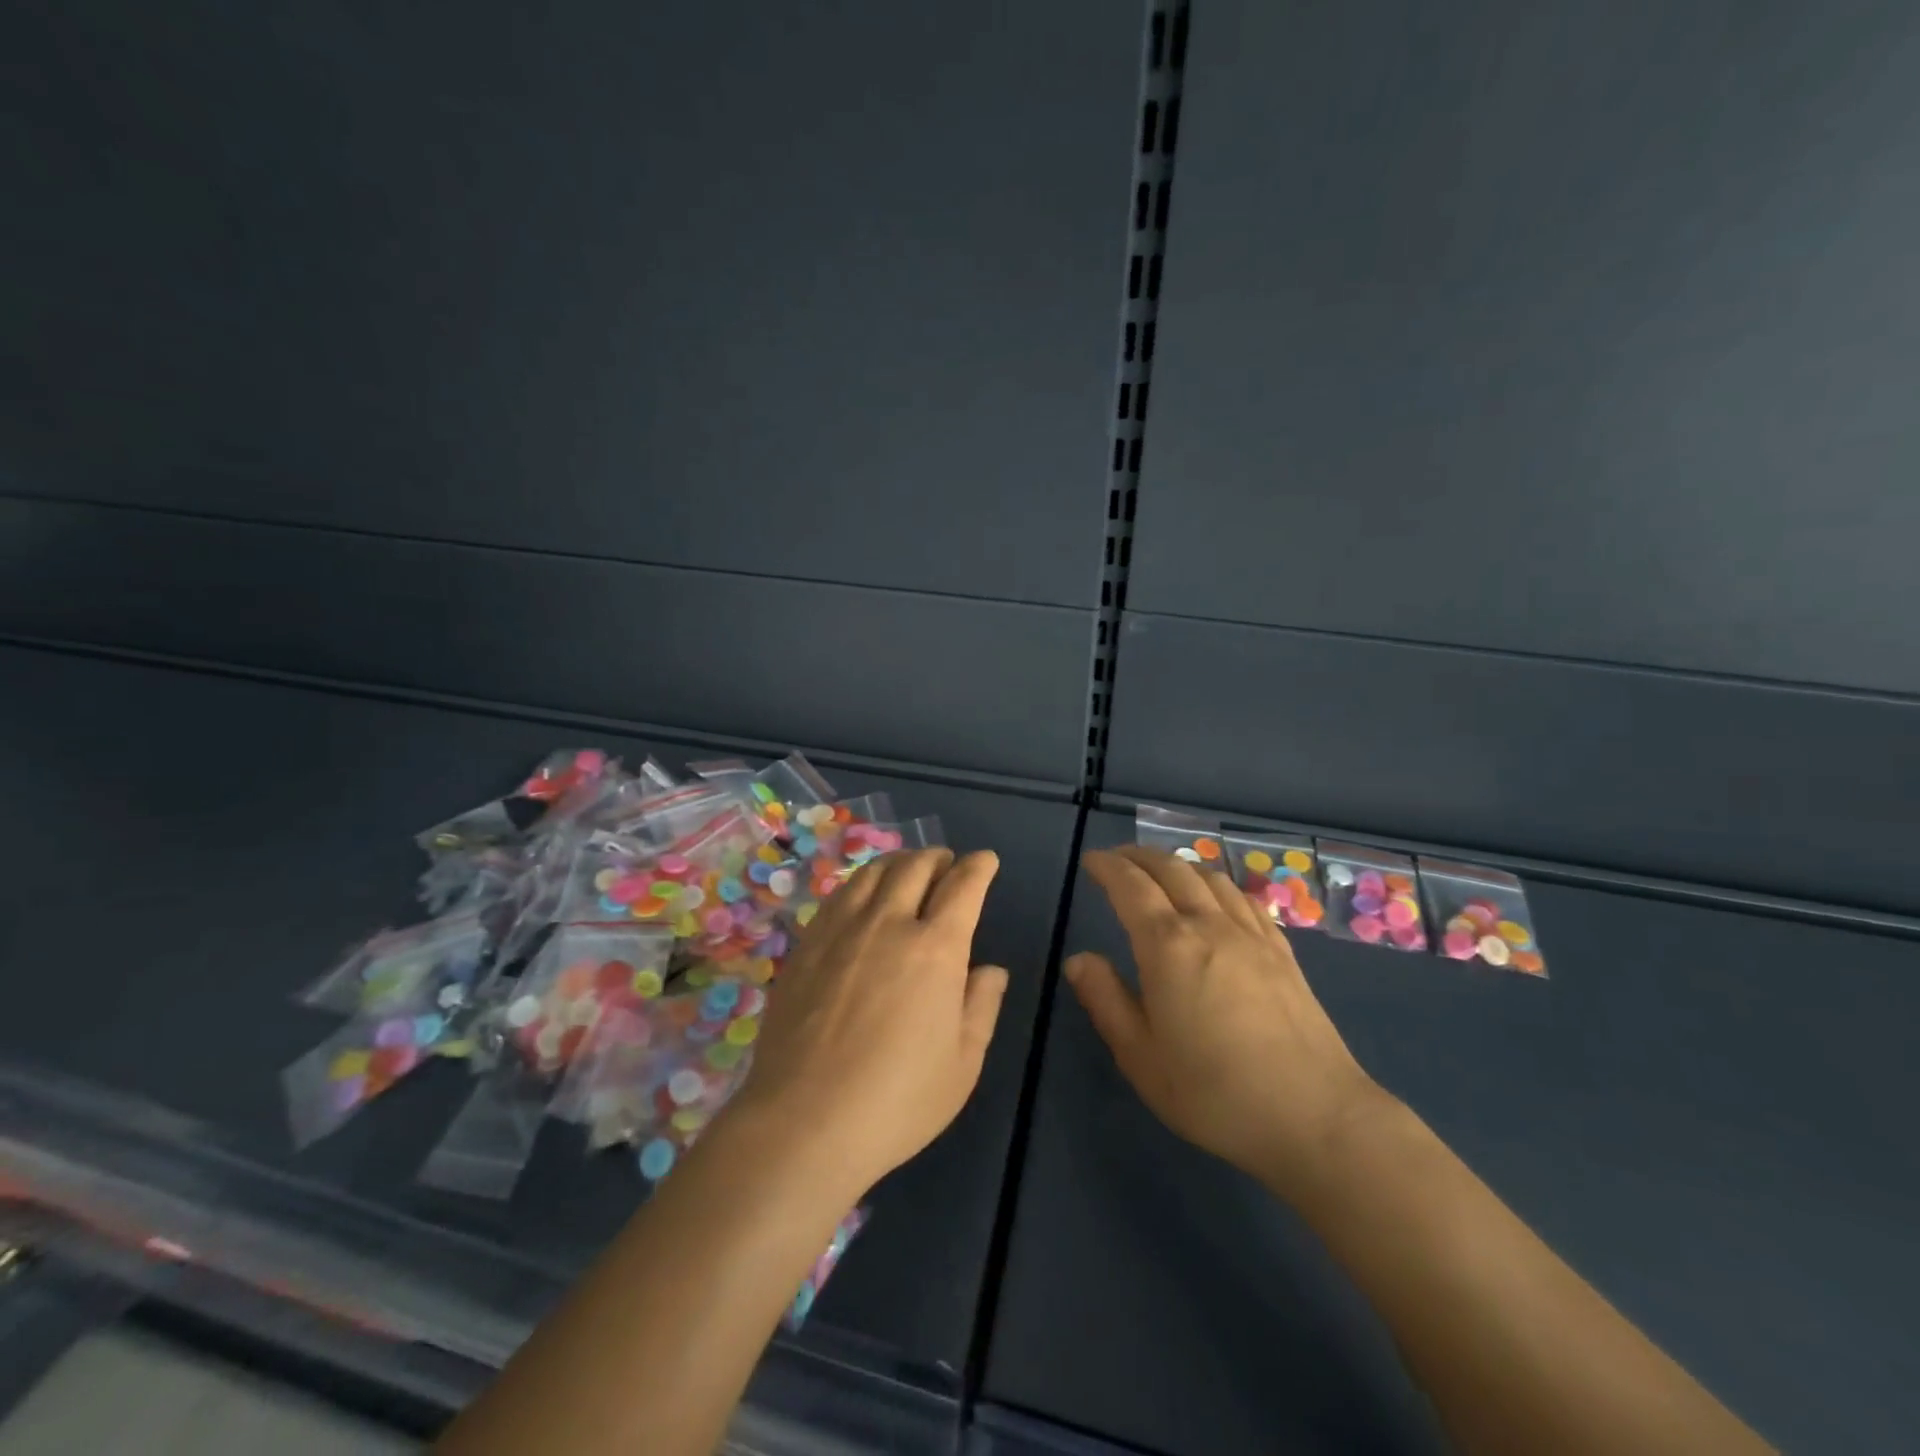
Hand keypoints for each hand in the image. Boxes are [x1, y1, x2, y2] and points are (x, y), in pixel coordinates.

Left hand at [727, 849, 1009, 1191]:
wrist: (804, 1121)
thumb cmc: (897, 1100)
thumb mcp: (963, 1064)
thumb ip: (982, 1007)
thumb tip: (990, 970)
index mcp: (935, 948)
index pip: (963, 886)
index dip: (979, 867)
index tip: (986, 860)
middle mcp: (889, 923)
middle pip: (916, 866)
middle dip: (938, 858)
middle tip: (947, 864)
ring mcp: (842, 929)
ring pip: (874, 872)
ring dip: (899, 862)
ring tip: (907, 871)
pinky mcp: (807, 944)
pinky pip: (839, 894)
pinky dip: (862, 883)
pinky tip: (863, 897)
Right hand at [1065, 847, 1388, 1197]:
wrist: (1314, 1116)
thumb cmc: (1214, 1092)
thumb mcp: (1140, 1057)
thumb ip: (1105, 1000)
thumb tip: (1078, 960)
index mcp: (1167, 946)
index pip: (1130, 887)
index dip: (1107, 867)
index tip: (1091, 860)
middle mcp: (1209, 925)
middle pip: (1171, 870)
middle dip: (1139, 856)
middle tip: (1117, 858)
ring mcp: (1251, 935)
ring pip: (1210, 878)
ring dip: (1179, 864)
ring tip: (1161, 869)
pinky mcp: (1282, 952)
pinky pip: (1244, 899)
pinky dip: (1218, 884)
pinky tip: (1217, 896)